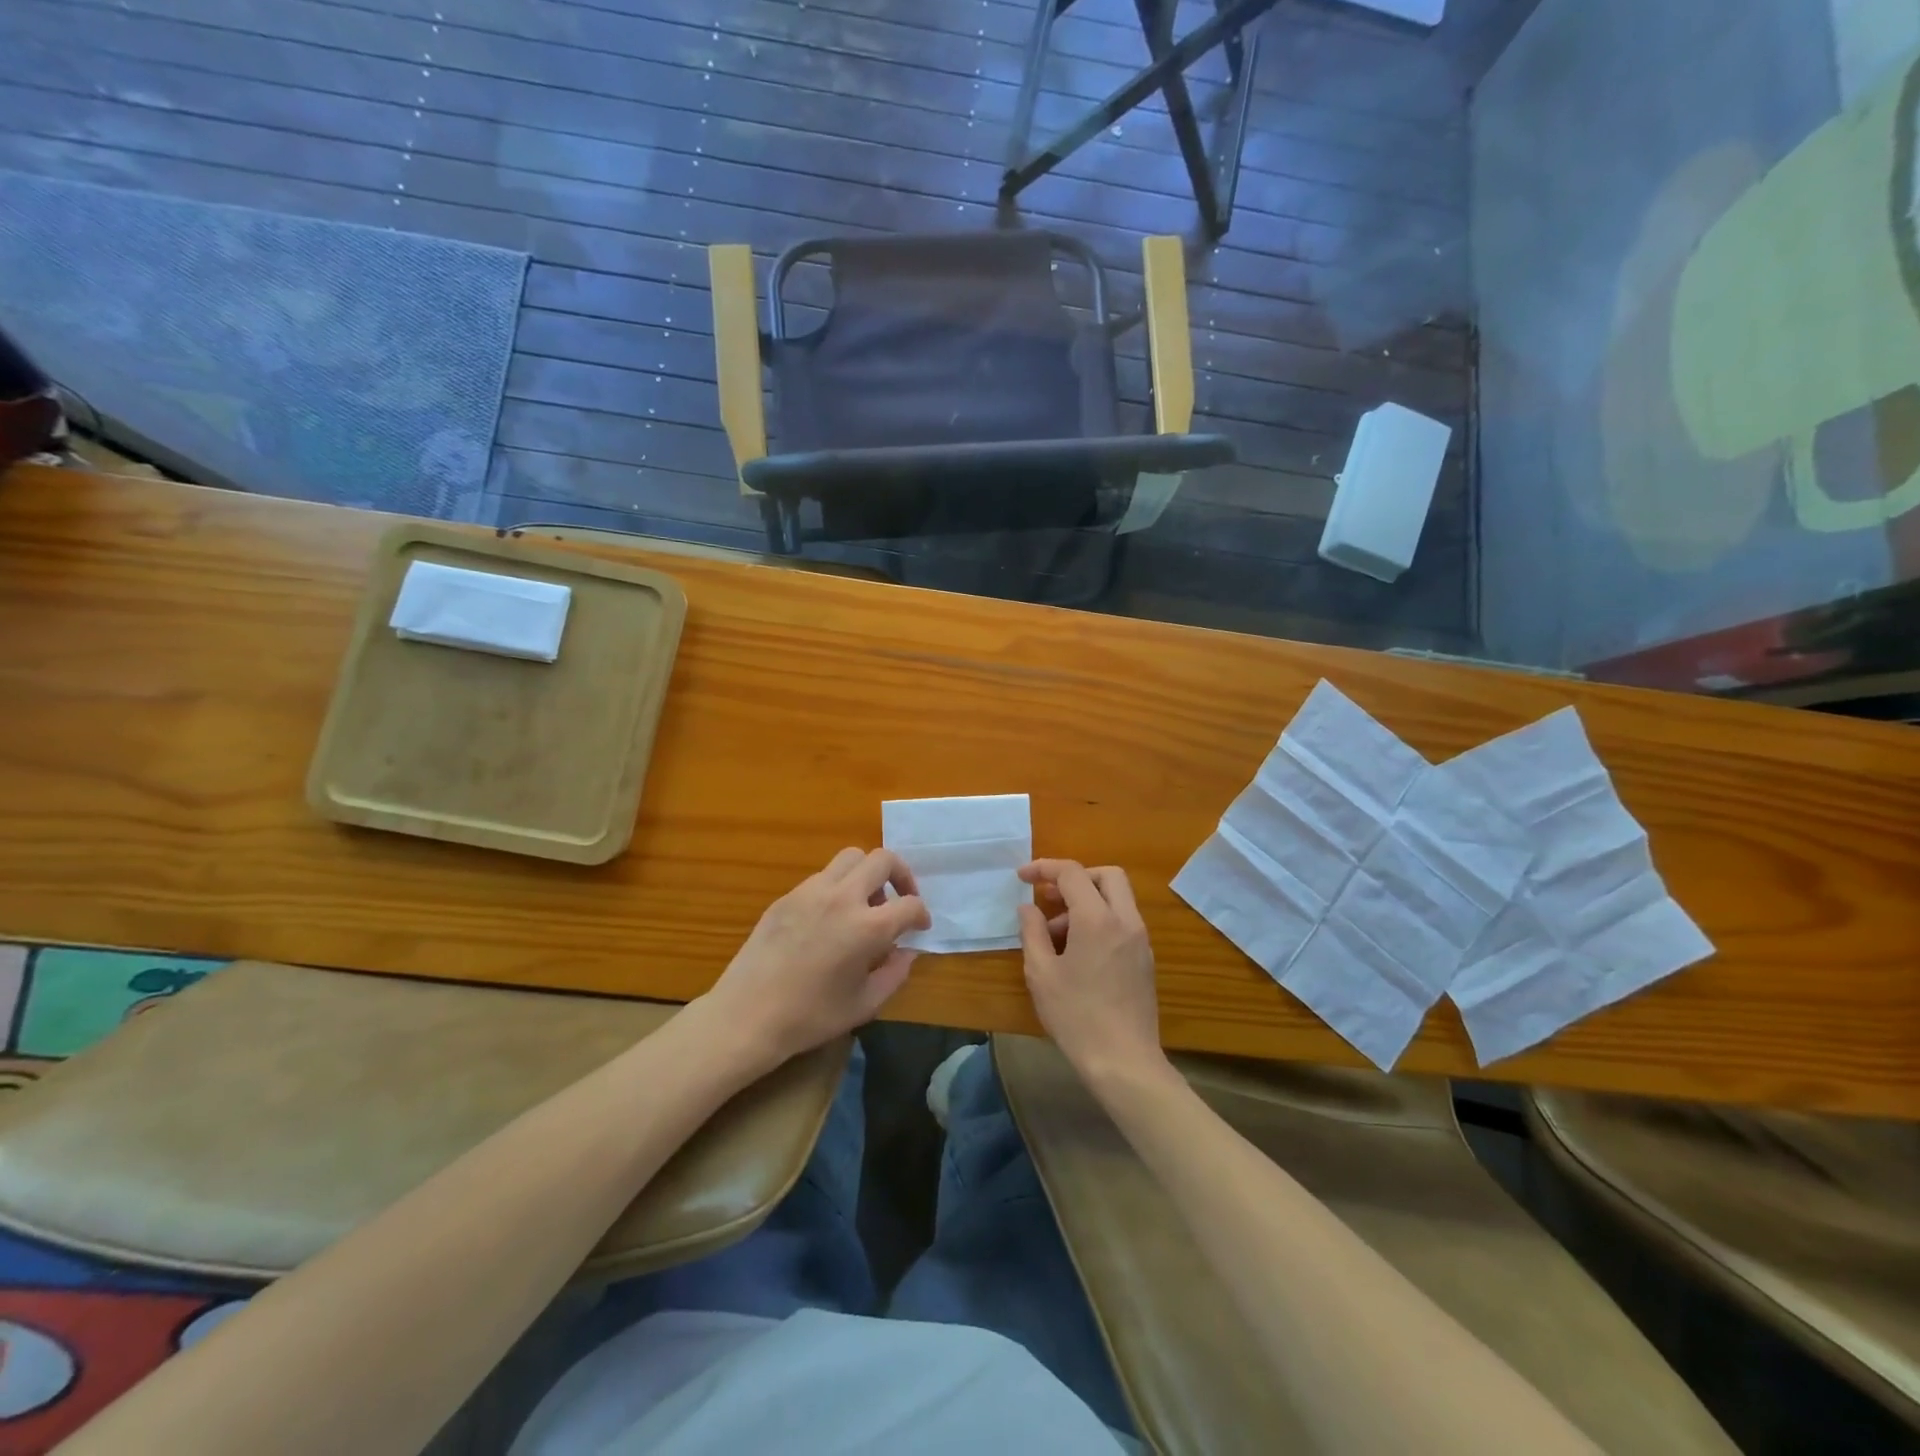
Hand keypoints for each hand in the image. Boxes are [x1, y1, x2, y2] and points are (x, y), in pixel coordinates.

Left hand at [701, 848, 930, 1076]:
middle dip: (901, 875)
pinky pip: (822, 877)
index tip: (920, 927)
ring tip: (864, 905)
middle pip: (882, 859)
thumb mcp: (865, 1004)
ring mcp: (811, 891)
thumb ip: (895, 973)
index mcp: (868, 927)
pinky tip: (830, 919)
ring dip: (867, 874)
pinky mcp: (787, 896)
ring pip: (850, 858)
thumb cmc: (810, 1017)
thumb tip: (906, 951)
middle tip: (899, 899)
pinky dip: (837, 887)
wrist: (747, 1015)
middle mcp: (842, 897)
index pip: (910, 904)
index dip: (921, 914)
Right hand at [1016, 860, 1166, 1089]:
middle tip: (1048, 898)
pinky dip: (1099, 921)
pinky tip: (1076, 952)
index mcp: (1098, 919)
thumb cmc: (1076, 1016)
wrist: (1124, 1061)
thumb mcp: (1041, 973)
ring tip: (1054, 935)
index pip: (1072, 873)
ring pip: (1116, 899)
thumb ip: (1032, 932)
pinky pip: (1122, 922)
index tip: (1021, 877)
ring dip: (1085, 902)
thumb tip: (1028, 907)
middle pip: (1106, 875)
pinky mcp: (1145, 959)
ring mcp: (1140, 940)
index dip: (1044, 868)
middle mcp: (1125, 921)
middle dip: (1074, 877)